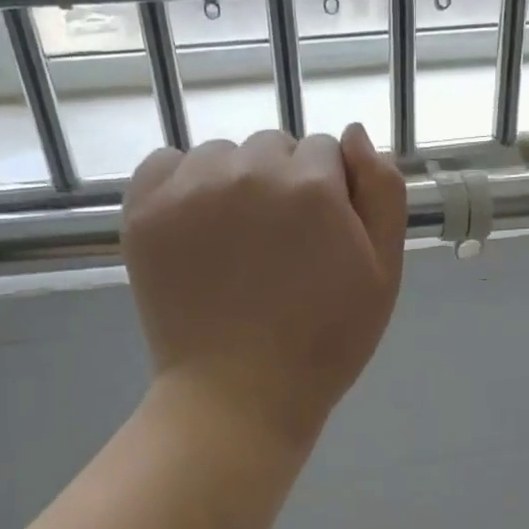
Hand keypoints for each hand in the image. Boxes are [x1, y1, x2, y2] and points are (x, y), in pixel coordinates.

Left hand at [123, 123, 406, 446]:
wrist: (241, 394)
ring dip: (234, 184)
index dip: (329, 195)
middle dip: (284, 185)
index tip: (321, 240)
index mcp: (312, 185)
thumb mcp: (384, 274)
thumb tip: (355, 134)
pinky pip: (167, 164)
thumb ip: (382, 194)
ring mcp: (190, 187)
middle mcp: (249, 170)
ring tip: (236, 247)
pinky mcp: (145, 209)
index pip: (326, 152)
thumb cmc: (325, 343)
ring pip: (222, 155)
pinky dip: (182, 186)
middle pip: (274, 148)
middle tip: (279, 249)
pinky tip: (195, 231)